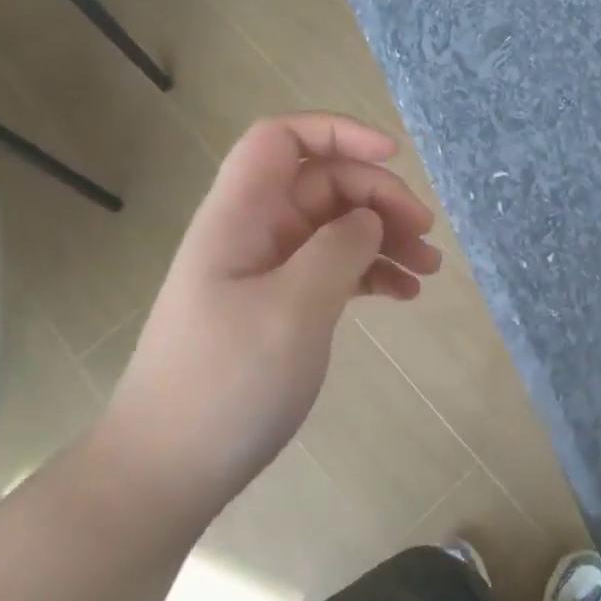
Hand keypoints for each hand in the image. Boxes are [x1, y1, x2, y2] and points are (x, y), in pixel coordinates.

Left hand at [101, 114, 441, 515]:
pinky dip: (372, 272)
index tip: (393, 156)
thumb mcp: (293, 310)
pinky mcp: (282, 304)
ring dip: (385, 237)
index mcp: (240, 217)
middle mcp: (253, 232)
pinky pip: (335, 267)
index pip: (282, 139)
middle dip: (379, 198)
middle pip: (323, 183)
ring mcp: (268, 270)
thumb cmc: (226, 384)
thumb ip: (339, 250)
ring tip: (429, 270)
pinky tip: (404, 295)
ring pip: (336, 227)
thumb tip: (369, 220)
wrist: (171, 468)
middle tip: (425, 235)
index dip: (338, 132)